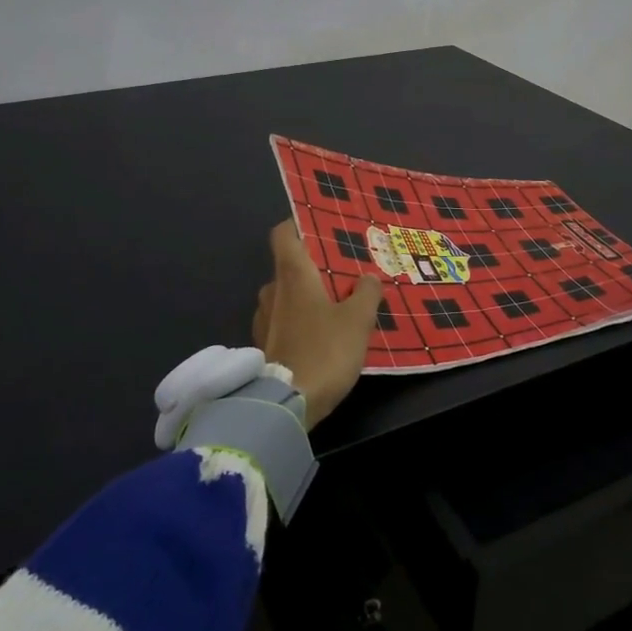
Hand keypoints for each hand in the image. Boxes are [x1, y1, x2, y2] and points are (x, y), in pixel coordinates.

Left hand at [252, 220, 382, 429]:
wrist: (286, 404)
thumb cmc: (324, 351)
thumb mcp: (358, 320)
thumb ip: (367, 293)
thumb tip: (368, 278)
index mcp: (292, 275)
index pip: (283, 234)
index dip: (299, 226)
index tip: (321, 230)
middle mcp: (272, 291)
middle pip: (290, 267)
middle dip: (315, 269)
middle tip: (345, 275)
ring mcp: (264, 320)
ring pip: (287, 297)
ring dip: (308, 299)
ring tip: (338, 308)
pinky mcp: (263, 346)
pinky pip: (284, 322)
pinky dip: (301, 323)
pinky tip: (323, 337)